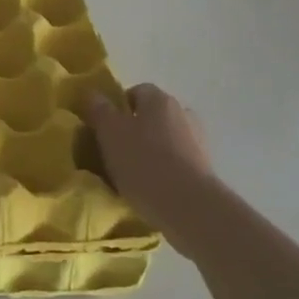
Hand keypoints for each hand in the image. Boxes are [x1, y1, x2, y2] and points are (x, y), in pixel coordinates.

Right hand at [88, 84, 216, 233]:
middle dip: (135, 129)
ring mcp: (198, 141)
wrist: (188, 207)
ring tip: (132, 174)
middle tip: (115, 151)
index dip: (118, 107)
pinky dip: (165, 170)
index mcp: (160, 99)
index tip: (105, 128)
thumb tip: (92, 93)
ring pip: (166, 139)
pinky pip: (177, 162)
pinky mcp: (205, 169)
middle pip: (152, 116)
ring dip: (151, 151)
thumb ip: (99, 109)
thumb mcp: (109, 132)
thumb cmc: (143, 162)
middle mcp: (183, 113)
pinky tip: (151, 188)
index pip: (136, 91)